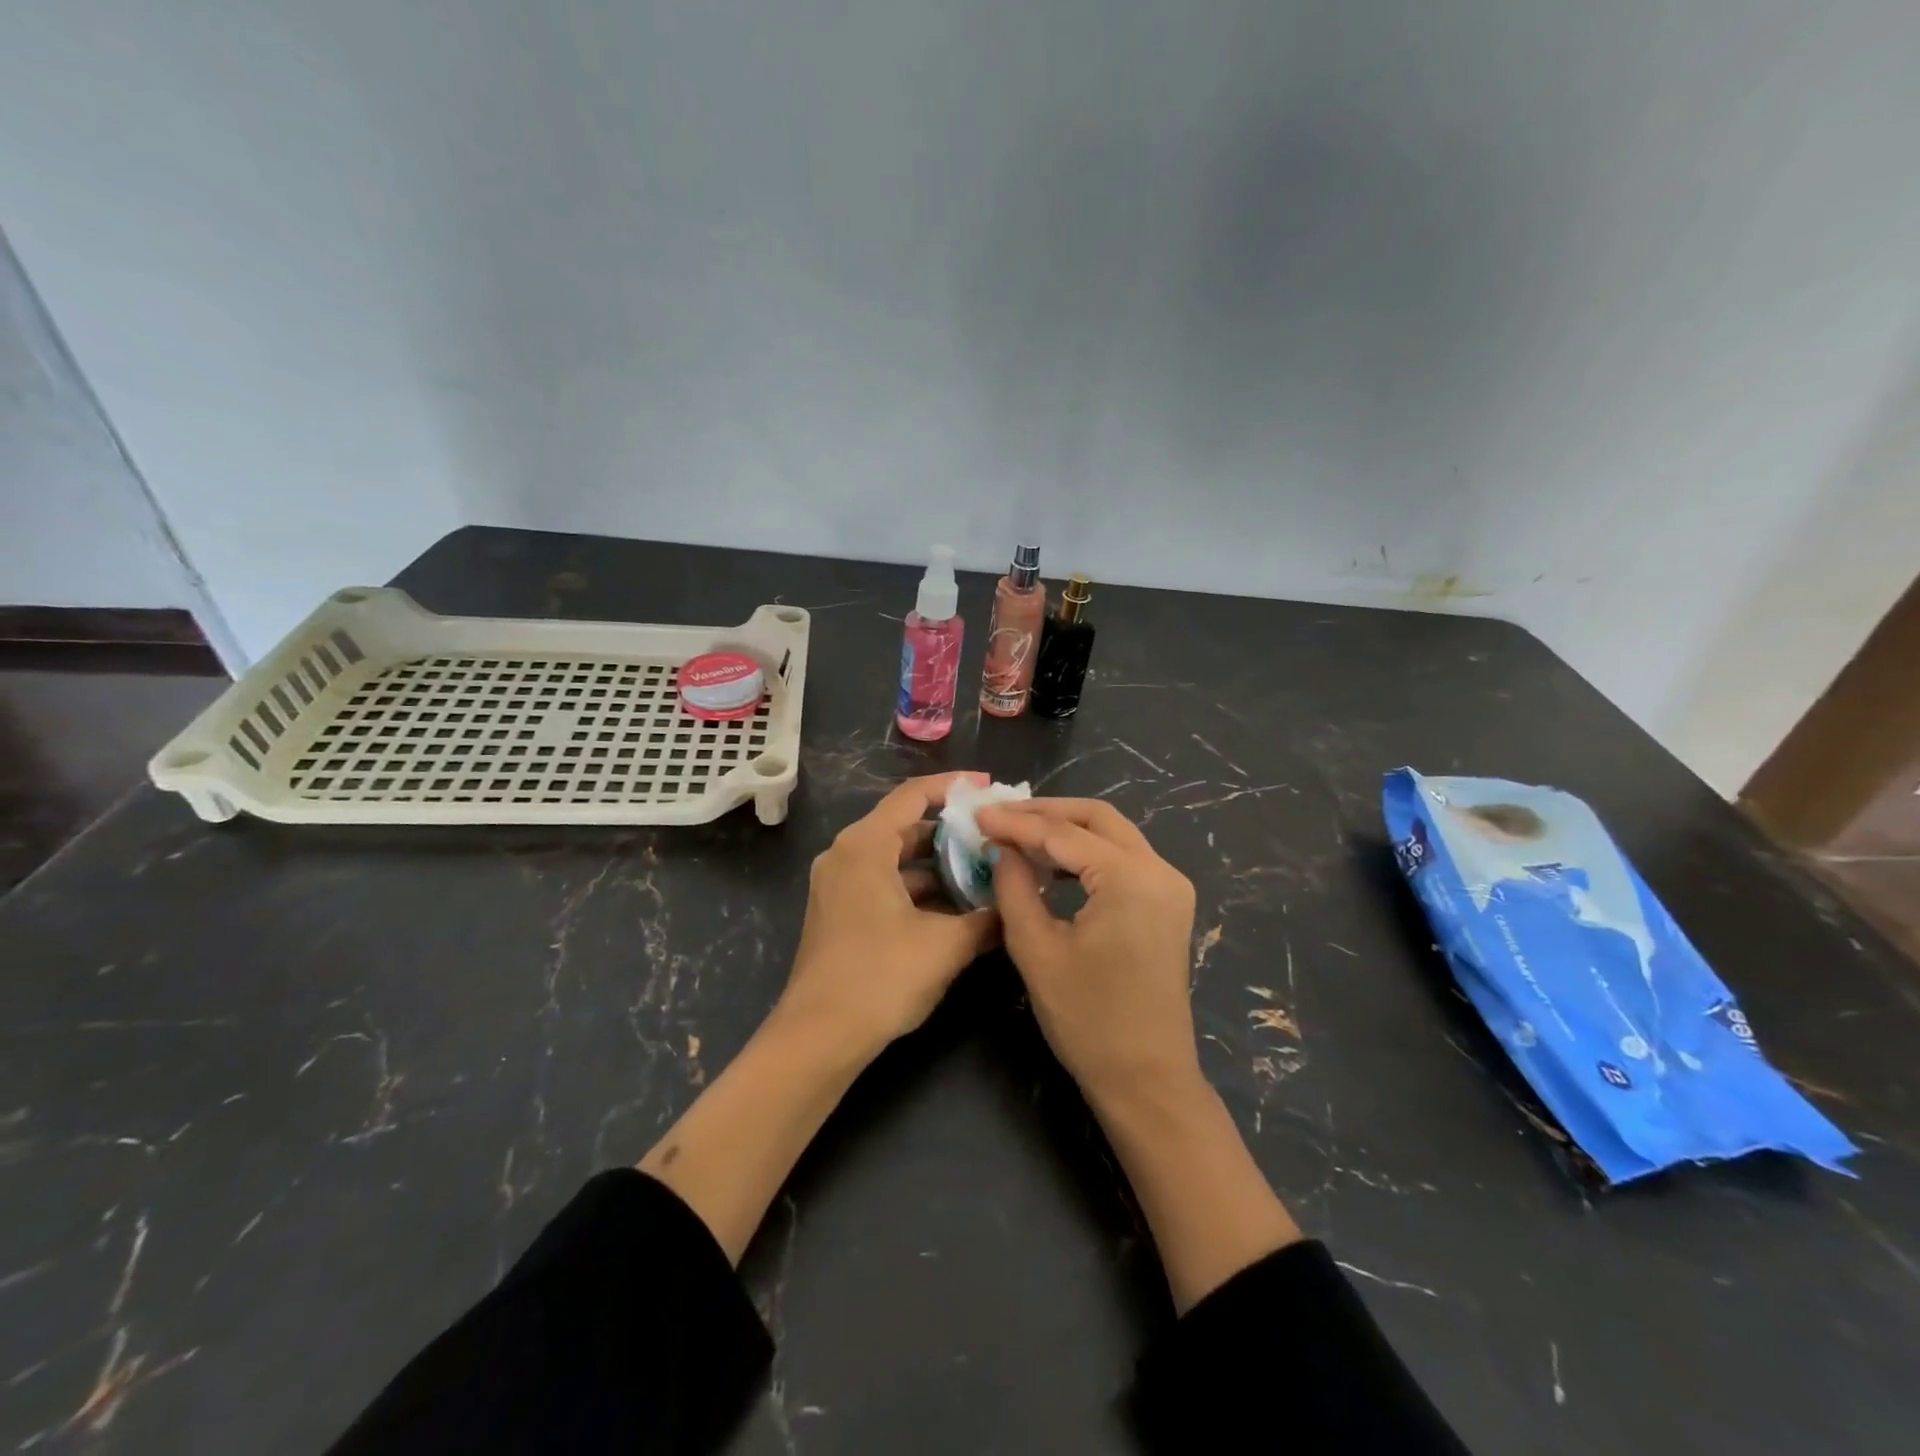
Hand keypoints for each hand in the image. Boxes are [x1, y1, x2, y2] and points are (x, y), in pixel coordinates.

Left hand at [780, 772, 999, 1053]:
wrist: (818, 1037)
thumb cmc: (881, 977)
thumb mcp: (945, 945)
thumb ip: (986, 919)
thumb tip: (1016, 905)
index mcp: (865, 846)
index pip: (913, 795)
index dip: (954, 787)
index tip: (990, 788)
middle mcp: (846, 854)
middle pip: (905, 825)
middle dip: (951, 832)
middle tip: (995, 838)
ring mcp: (837, 884)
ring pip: (896, 858)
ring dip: (937, 865)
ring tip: (984, 874)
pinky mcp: (838, 910)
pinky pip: (883, 882)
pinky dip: (917, 888)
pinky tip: (953, 908)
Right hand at [976, 798, 1200, 1098]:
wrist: (1147, 1078)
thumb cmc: (1088, 1020)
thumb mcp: (1037, 950)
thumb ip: (1014, 888)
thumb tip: (1001, 848)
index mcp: (1130, 879)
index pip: (1063, 834)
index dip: (1016, 822)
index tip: (977, 815)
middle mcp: (1160, 870)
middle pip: (1097, 818)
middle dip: (1046, 812)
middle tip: (1000, 816)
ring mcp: (1170, 886)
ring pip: (1114, 834)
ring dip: (1067, 829)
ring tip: (1018, 834)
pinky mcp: (1168, 903)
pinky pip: (1125, 858)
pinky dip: (1087, 852)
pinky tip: (1051, 863)